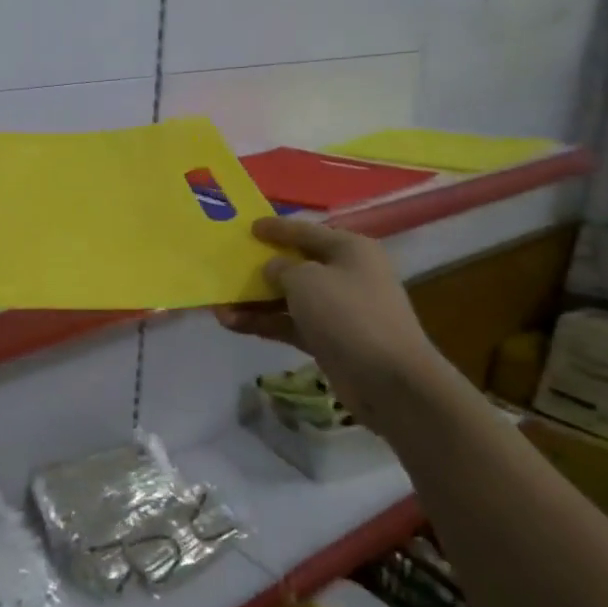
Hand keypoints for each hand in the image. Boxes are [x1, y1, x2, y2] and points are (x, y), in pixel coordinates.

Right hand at [215, 217, 444, 424]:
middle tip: (227, 268)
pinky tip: (232, 325)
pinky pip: (290, 324)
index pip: (305, 230)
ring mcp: (339, 310)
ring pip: (288, 298)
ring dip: (254, 302)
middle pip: (295, 265)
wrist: (389, 380)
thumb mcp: (306, 280)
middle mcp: (346, 275)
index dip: (275, 228)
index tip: (248, 226)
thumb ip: (281, 268)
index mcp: (349, 249)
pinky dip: (264, 323)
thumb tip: (273, 270)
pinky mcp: (329, 340)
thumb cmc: (348, 314)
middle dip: (259, 269)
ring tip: (218, 307)